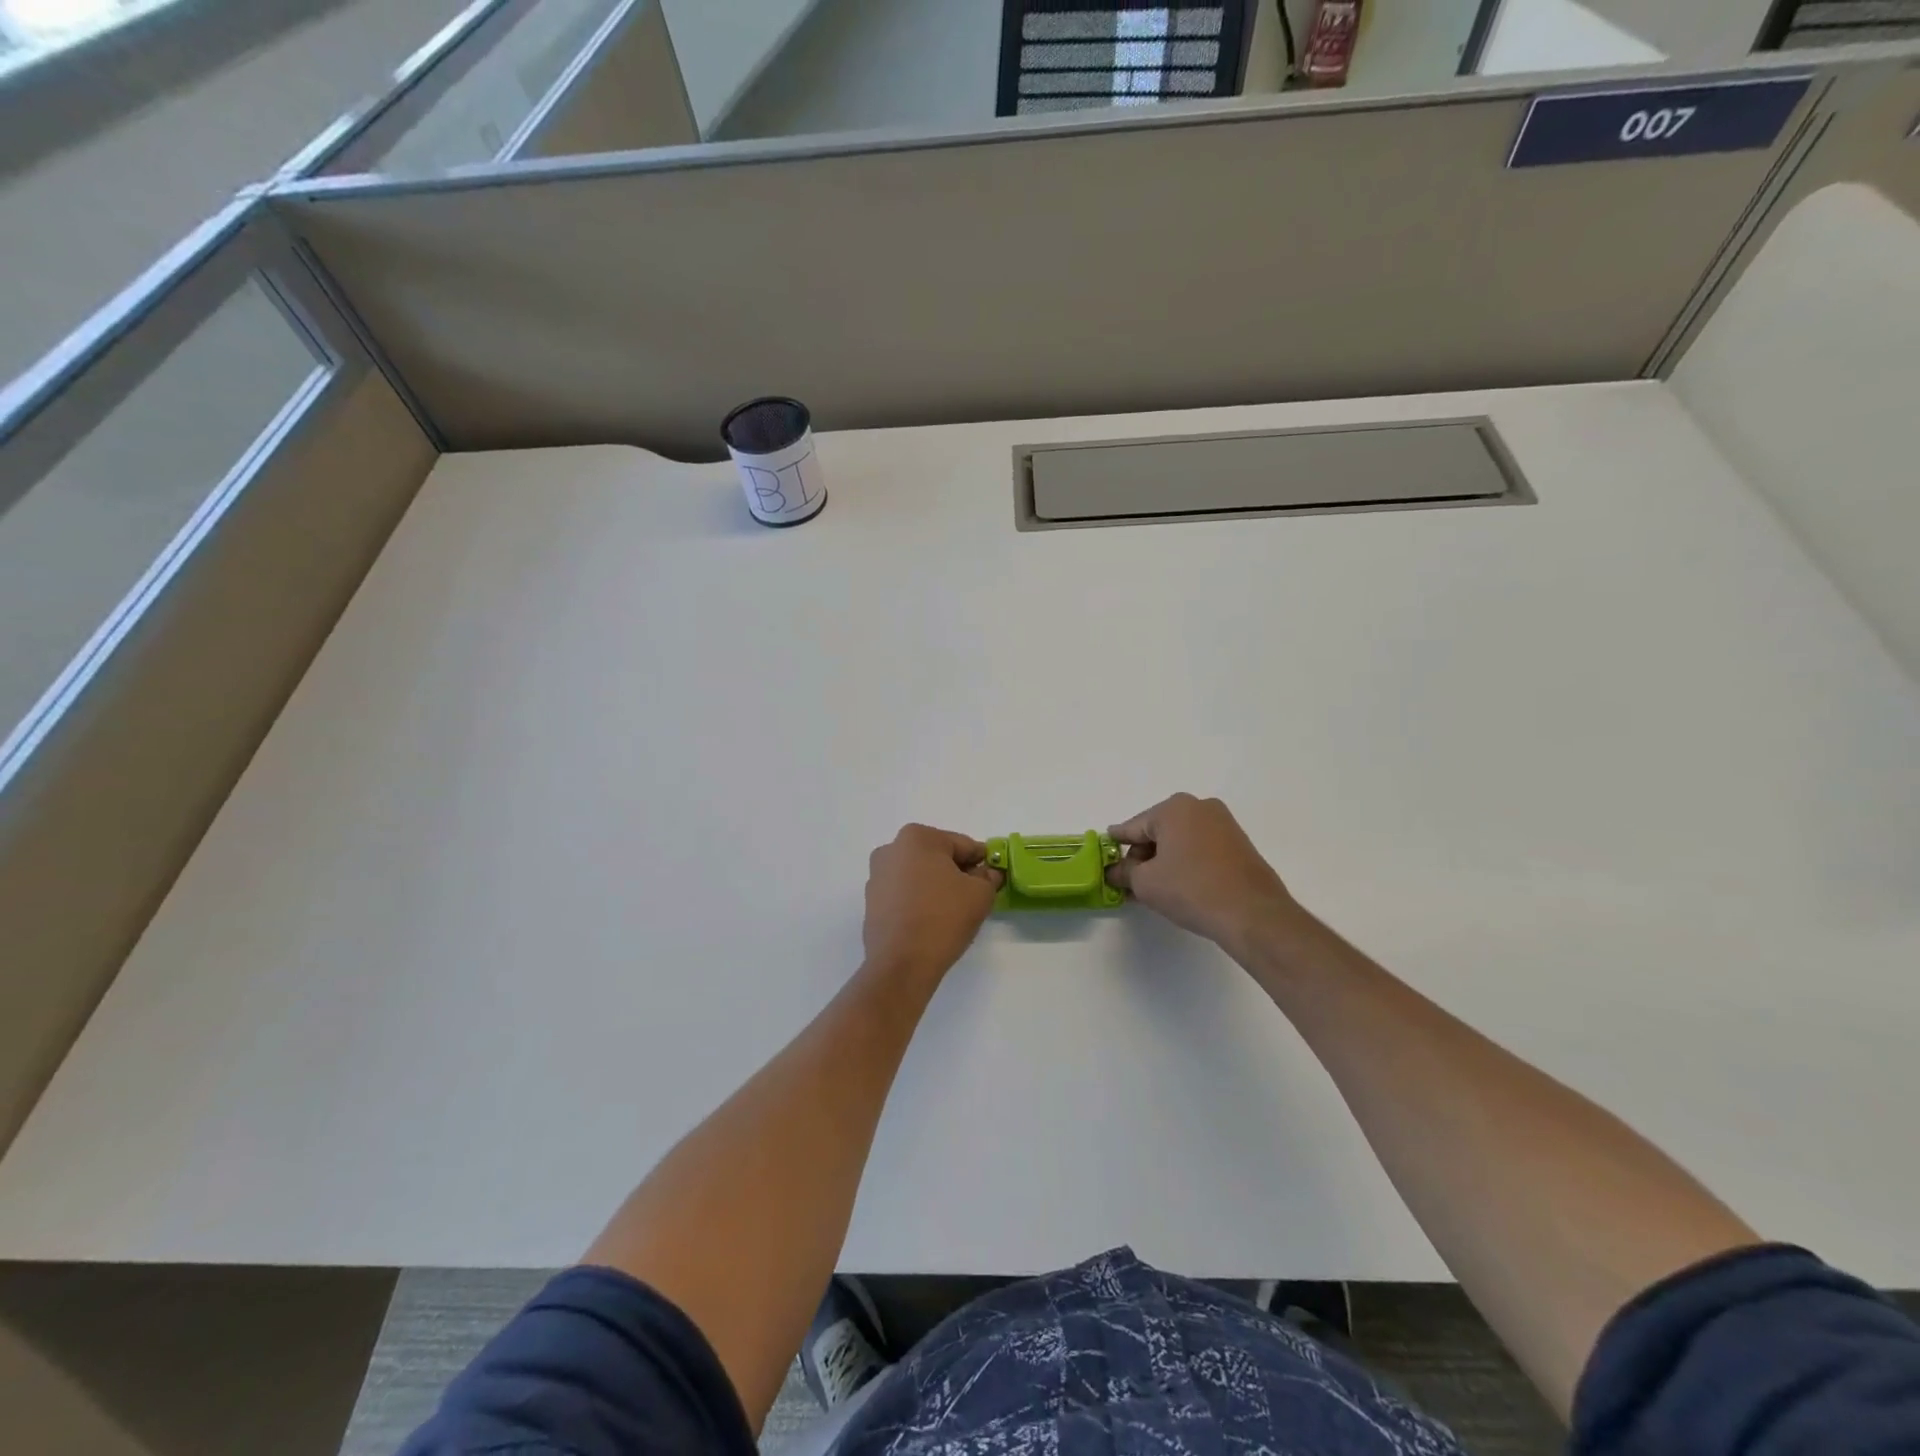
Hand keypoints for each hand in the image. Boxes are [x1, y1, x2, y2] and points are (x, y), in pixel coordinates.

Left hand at [863, 825, 1002, 979]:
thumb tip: (987, 873)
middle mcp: (891, 849)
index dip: (982, 862)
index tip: (992, 880)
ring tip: (952, 912)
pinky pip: (904, 893)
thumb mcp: (980, 894)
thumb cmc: (943, 918)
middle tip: (974, 897)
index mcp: (917, 837)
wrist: (902, 964)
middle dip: (957, 873)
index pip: (963, 845)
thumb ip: (988, 877)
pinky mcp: (871, 902)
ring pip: (919, 875)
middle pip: (938, 857)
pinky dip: (919, 900)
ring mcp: (877, 876)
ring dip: (936, 886)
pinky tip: (930, 921)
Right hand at [1108, 794, 1301, 955]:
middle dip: (1142, 856)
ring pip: (1180, 841)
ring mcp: (1223, 824)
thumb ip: (1124, 872)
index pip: (1132, 827)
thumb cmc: (1191, 890)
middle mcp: (1199, 807)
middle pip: (1157, 831)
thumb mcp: (1145, 883)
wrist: (1252, 914)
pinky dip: (1186, 863)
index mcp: (1173, 808)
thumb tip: (1113, 871)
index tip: (1104, 858)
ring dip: (1164, 861)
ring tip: (1156, 890)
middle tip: (1131, 884)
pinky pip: (1200, 849)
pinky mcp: (1239, 844)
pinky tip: (1181, 887)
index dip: (1116, 846)